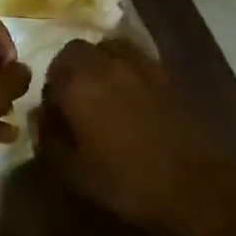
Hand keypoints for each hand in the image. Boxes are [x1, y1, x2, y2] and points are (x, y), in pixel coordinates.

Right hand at [33, 39, 235, 235]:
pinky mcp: (166, 74)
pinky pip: (135, 59)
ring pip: (108, 48)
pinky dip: (125, 69)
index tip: (54, 117)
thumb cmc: (126, 182)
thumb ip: (48, 137)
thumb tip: (41, 116)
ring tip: (102, 94)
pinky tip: (130, 100)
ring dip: (98, 64)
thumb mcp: (73, 171)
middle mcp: (107, 63)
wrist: (195, 187)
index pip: (51, 71)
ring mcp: (141, 64)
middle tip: (74, 103)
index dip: (49, 93)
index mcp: (79, 82)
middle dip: (70, 70)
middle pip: (77, 51)